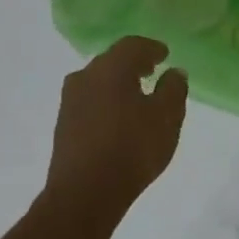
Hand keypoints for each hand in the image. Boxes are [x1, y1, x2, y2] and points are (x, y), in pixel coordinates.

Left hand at [45, 36, 188, 211]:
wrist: (85, 192)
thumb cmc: (133, 148)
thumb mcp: (167, 117)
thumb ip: (174, 89)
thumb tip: (174, 72)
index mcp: (111, 68)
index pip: (133, 45)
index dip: (152, 48)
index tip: (165, 55)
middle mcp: (85, 77)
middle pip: (112, 60)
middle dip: (134, 63)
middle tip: (153, 71)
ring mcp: (70, 101)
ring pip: (98, 81)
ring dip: (118, 83)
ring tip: (137, 96)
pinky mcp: (64, 124)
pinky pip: (90, 100)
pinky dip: (107, 100)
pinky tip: (119, 118)